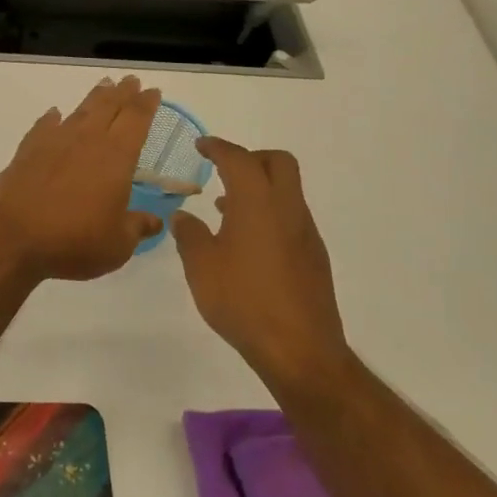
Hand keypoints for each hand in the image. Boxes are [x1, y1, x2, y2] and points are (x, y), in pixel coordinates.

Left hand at [0, 77, 165, 280]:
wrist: (13, 236)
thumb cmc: (74, 240)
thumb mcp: (117, 244)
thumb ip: (137, 227)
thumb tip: (155, 221)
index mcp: (116, 156)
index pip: (136, 120)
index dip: (146, 104)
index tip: (152, 91)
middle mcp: (86, 140)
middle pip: (108, 107)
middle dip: (122, 93)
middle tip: (130, 81)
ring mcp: (54, 142)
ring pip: (79, 111)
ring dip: (94, 98)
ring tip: (103, 86)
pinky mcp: (27, 151)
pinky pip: (44, 126)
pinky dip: (52, 119)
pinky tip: (54, 115)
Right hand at [171, 139, 348, 387]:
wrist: (299, 350)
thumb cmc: (243, 301)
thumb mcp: (201, 268)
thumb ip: (190, 235)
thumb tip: (183, 217)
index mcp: (257, 204)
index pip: (240, 159)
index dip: (219, 147)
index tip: (202, 146)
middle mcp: (287, 210)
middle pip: (278, 162)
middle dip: (250, 158)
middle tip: (222, 170)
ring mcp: (305, 234)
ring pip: (287, 190)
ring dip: (259, 188)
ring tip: (225, 209)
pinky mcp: (313, 257)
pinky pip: (290, 217)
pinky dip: (268, 213)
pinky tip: (245, 243)